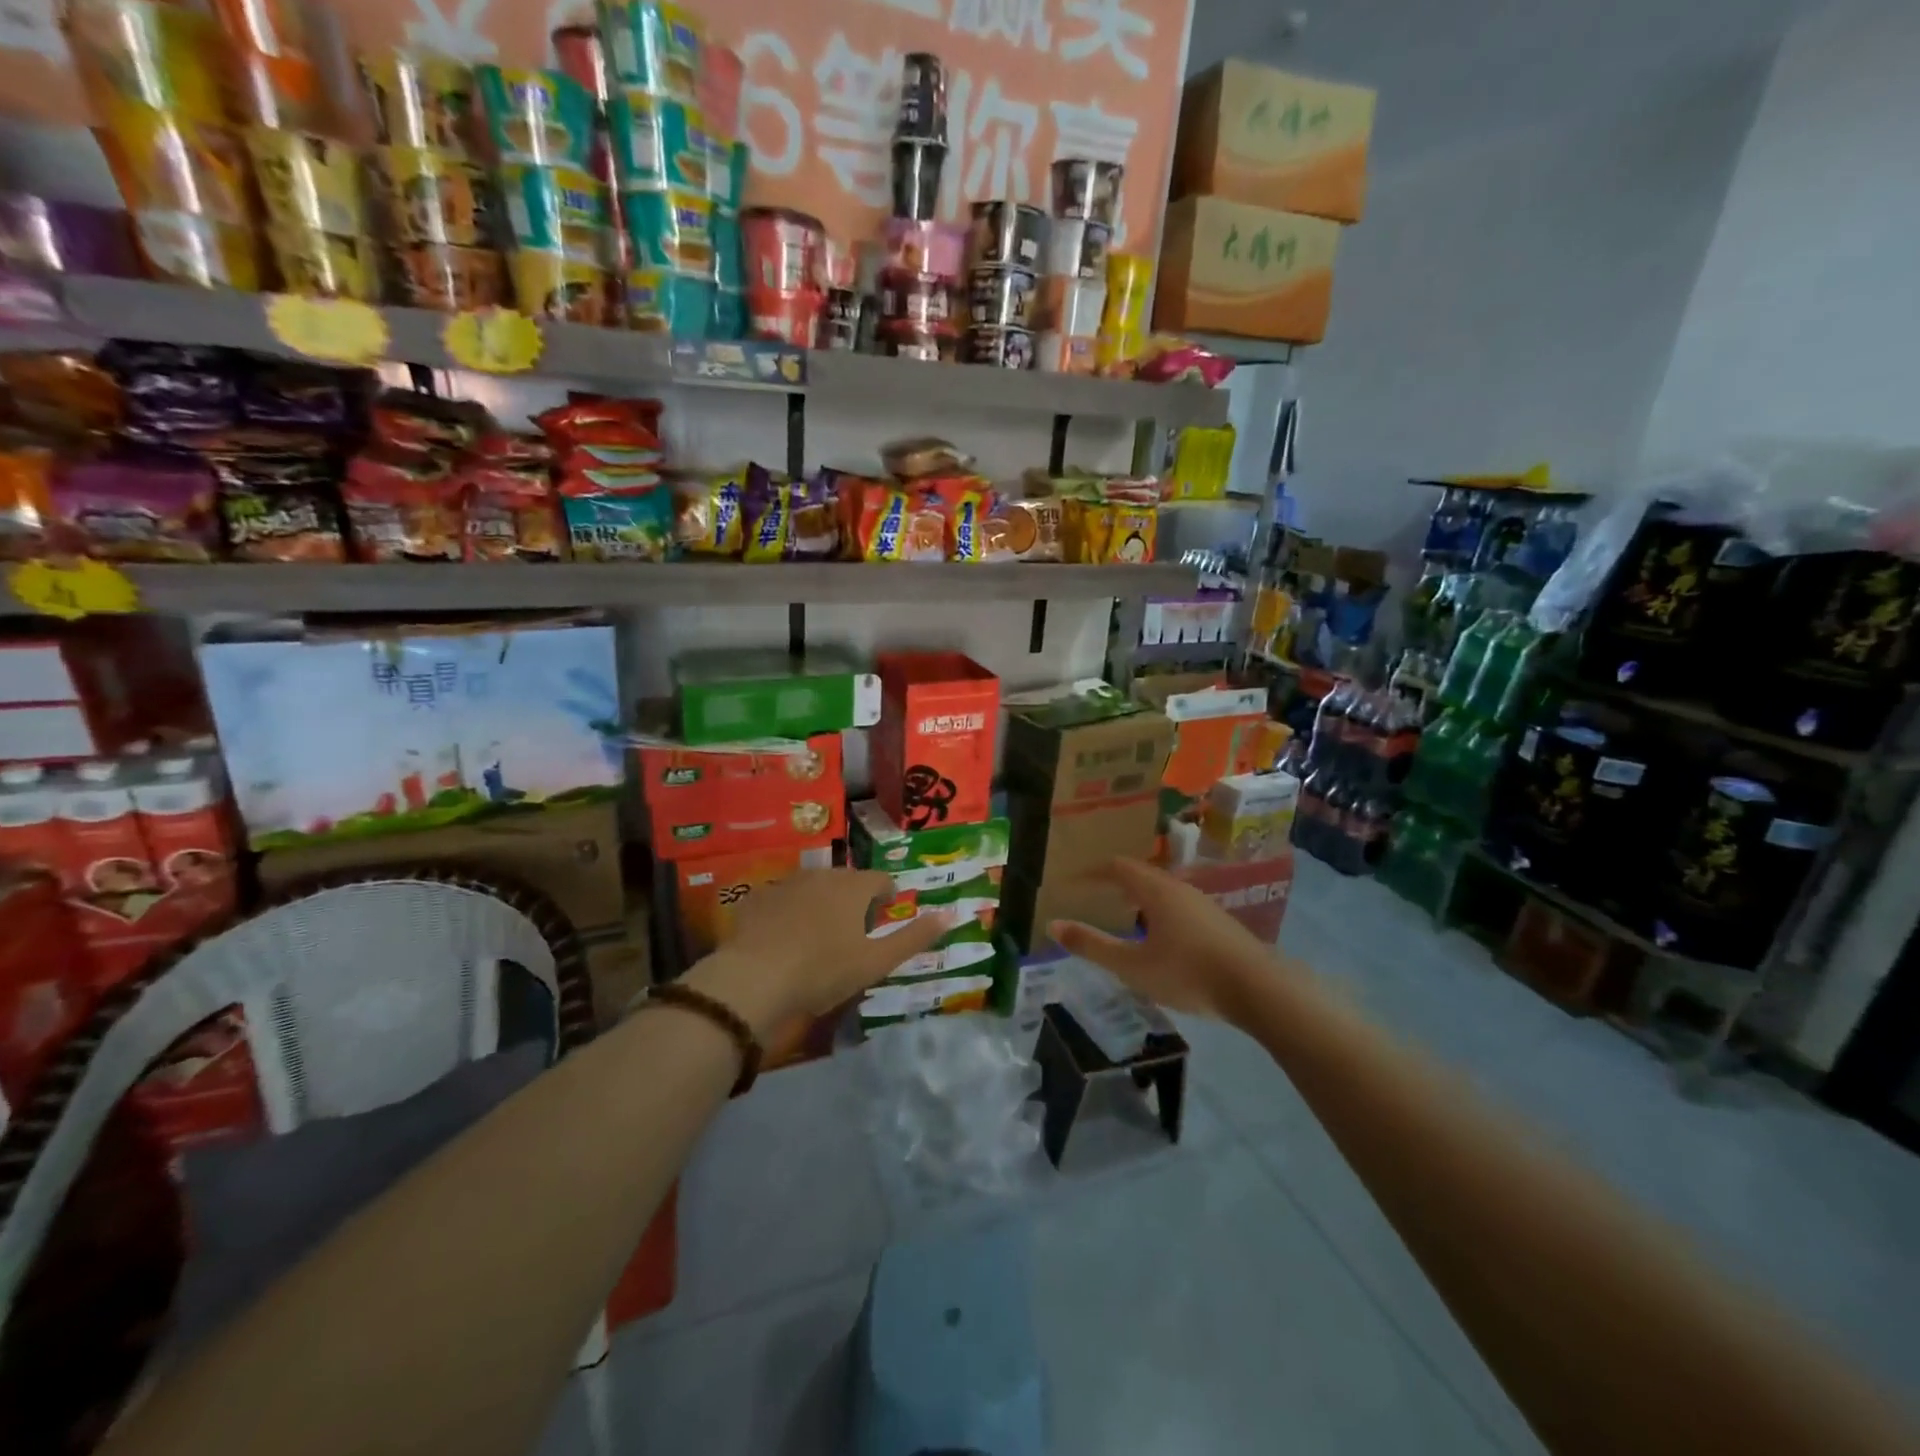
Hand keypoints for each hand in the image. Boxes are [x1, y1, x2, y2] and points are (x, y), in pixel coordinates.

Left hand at [688, 869, 951, 1038]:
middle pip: (846, 881)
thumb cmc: (823, 971)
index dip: (886, 899)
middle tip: (850, 935)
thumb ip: (915, 937)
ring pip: (812, 888)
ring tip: (816, 938)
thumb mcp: (876, 961)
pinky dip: (786, 914)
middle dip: (853, 901)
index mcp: (853, 886)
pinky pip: (780, 900)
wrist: (753, 980)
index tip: (882, 920)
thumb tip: (952, 914)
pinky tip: (781, 941)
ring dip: (819, 905)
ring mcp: (785, 883)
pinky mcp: (755, 899)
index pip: (881, 880)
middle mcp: (822, 875)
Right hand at [1049, 858, 1288, 1021]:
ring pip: (1162, 890)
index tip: (1072, 881)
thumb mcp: (1133, 966)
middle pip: (1141, 875)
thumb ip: (1092, 945)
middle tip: (1093, 894)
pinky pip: (1178, 905)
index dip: (1092, 872)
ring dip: (1138, 897)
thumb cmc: (1189, 973)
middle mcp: (1180, 888)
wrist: (1260, 989)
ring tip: (1123, 914)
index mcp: (1156, 890)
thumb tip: (1052, 925)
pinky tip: (1159, 937)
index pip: (1118, 867)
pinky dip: (1157, 911)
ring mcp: (1203, 904)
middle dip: (1114, 882)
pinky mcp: (1219, 923)